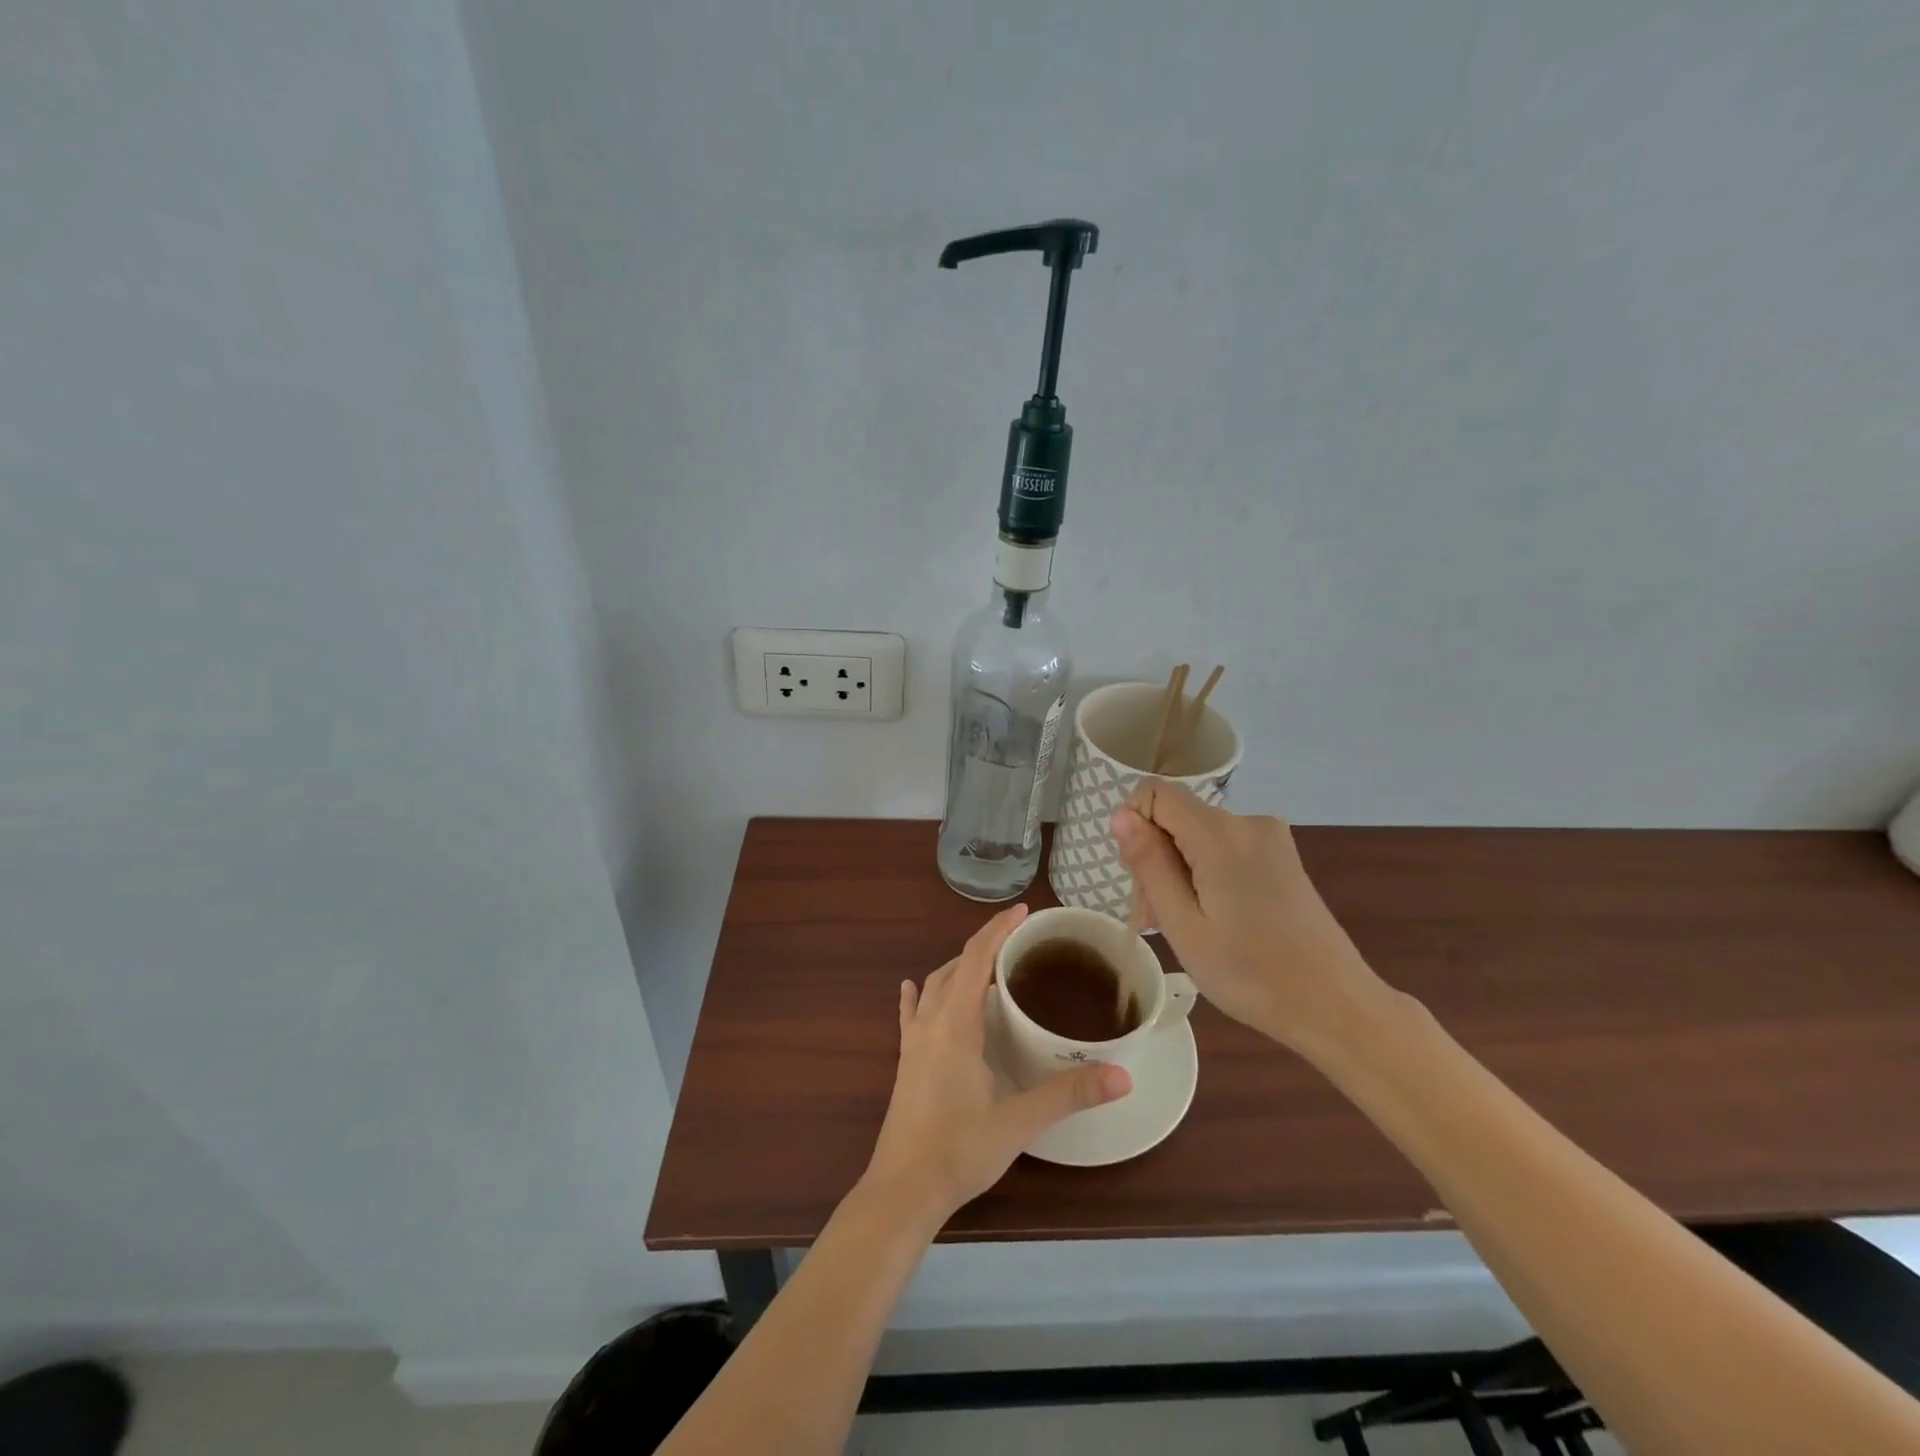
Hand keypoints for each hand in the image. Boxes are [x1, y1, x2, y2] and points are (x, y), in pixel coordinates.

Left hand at [862, 904, 1132, 1226]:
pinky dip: (919, 994)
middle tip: (1017, 939)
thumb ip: (1069, 1094)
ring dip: (958, 967)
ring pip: (933, 985)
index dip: (998, 930)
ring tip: (986, 965)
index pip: (976, 959)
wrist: (903, 1190)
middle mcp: (930, 1022)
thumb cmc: (960, 1150)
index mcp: (955, 1024)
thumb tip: (1123, 1075)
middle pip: (955, 966)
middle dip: (984, 944)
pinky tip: (913, 988)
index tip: (1023, 911)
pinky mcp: (904, 1061)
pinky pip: (910, 1013)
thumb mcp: (1019, 1121)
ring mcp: (912, 1041)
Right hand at [1111, 783, 1391, 1058]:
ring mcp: (1270, 839)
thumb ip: (1149, 864)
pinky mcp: (1282, 857)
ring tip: (1184, 929)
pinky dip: (1206, 875)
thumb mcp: (1183, 924)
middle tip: (1156, 920)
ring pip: (1198, 836)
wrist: (1335, 1006)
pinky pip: (1224, 849)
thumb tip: (1121, 815)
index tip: (1139, 879)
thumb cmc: (1250, 973)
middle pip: (1177, 818)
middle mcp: (1248, 822)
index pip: (1155, 793)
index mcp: (1221, 834)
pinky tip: (1213, 920)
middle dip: (1155, 859)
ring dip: (1179, 873)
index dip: (1134, 826)